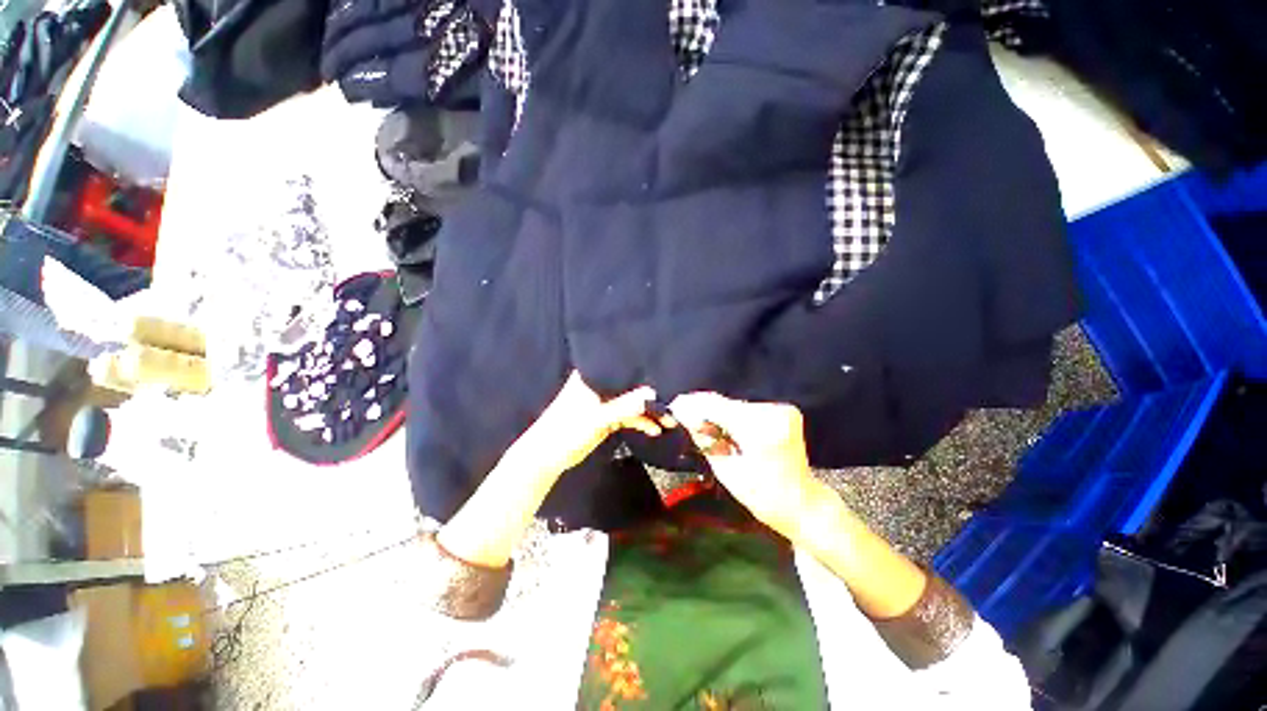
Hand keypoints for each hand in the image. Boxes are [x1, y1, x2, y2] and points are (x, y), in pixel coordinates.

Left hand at [503, 371, 669, 481]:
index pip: (621, 365)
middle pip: (631, 384)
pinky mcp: (607, 416)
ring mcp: (605, 401)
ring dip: (649, 411)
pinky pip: (629, 416)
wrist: (548, 456)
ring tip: (669, 420)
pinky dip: (641, 422)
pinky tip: (654, 429)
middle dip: (650, 393)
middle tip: (673, 400)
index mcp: (593, 376)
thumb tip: (653, 393)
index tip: (664, 367)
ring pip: (632, 401)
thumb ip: (624, 406)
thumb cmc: (566, 430)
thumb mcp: (597, 418)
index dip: (641, 367)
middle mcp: (601, 385)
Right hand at [668, 392, 824, 539]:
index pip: (719, 408)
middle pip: (727, 404)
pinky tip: (723, 426)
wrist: (803, 502)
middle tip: (683, 414)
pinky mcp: (784, 409)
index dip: (694, 405)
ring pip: (736, 404)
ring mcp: (782, 409)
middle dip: (704, 409)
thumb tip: (682, 414)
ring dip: (717, 412)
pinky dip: (732, 415)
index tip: (674, 405)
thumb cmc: (763, 496)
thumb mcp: (727, 471)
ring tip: (702, 425)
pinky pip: (747, 408)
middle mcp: (775, 413)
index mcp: (763, 432)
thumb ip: (705, 439)